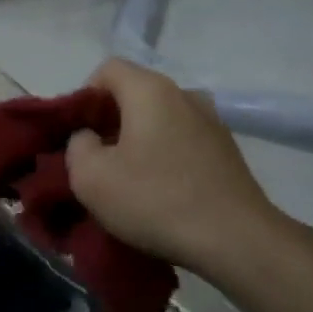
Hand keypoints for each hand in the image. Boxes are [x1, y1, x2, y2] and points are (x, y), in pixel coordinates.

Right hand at [66, 57, 291, 275]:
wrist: (236, 241)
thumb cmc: (155, 201)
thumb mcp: (90, 177)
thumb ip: (76, 146)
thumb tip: (89, 138)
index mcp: (150, 90)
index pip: (107, 69)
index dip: (84, 97)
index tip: (79, 135)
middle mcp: (185, 95)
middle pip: (134, 94)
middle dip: (109, 123)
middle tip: (97, 162)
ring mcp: (211, 122)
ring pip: (159, 120)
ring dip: (138, 142)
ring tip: (128, 181)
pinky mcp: (226, 151)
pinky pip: (181, 141)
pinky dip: (164, 157)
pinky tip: (160, 193)